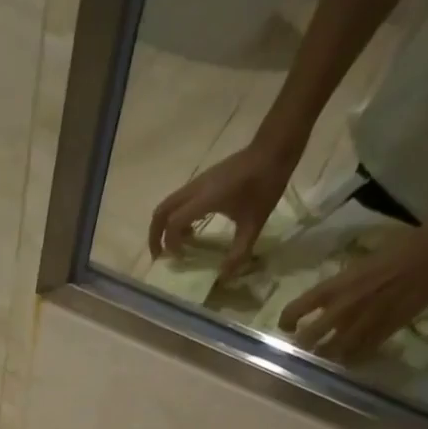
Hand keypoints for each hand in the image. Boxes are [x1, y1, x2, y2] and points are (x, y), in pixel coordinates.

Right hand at [149, 143, 293, 280]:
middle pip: (161, 212)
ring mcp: (196, 183)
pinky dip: (176, 217)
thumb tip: (225, 277)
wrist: (272, 151)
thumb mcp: (254, 223)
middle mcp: (194, 190)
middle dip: (155, 235)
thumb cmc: (264, 185)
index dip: (171, 244)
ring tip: (176, 246)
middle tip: (160, 255)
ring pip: (168, 205)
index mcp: (204, 199)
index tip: (182, 258)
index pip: (173, 223)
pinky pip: (179, 200)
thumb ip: (239, 252)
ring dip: (165, 226)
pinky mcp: (202, 181)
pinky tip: (192, 230)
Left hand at [278, 229, 427, 362]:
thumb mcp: (355, 267)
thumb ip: (338, 287)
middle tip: (304, 346)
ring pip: (332, 352)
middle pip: (308, 339)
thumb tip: (325, 301)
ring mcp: (362, 324)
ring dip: (325, 356)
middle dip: (303, 345)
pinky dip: (351, 359)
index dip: (286, 321)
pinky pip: (359, 355)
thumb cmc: (394, 251)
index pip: (296, 309)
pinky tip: (349, 358)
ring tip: (324, 355)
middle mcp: (342, 309)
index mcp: (333, 288)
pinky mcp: (383, 333)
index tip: (287, 327)